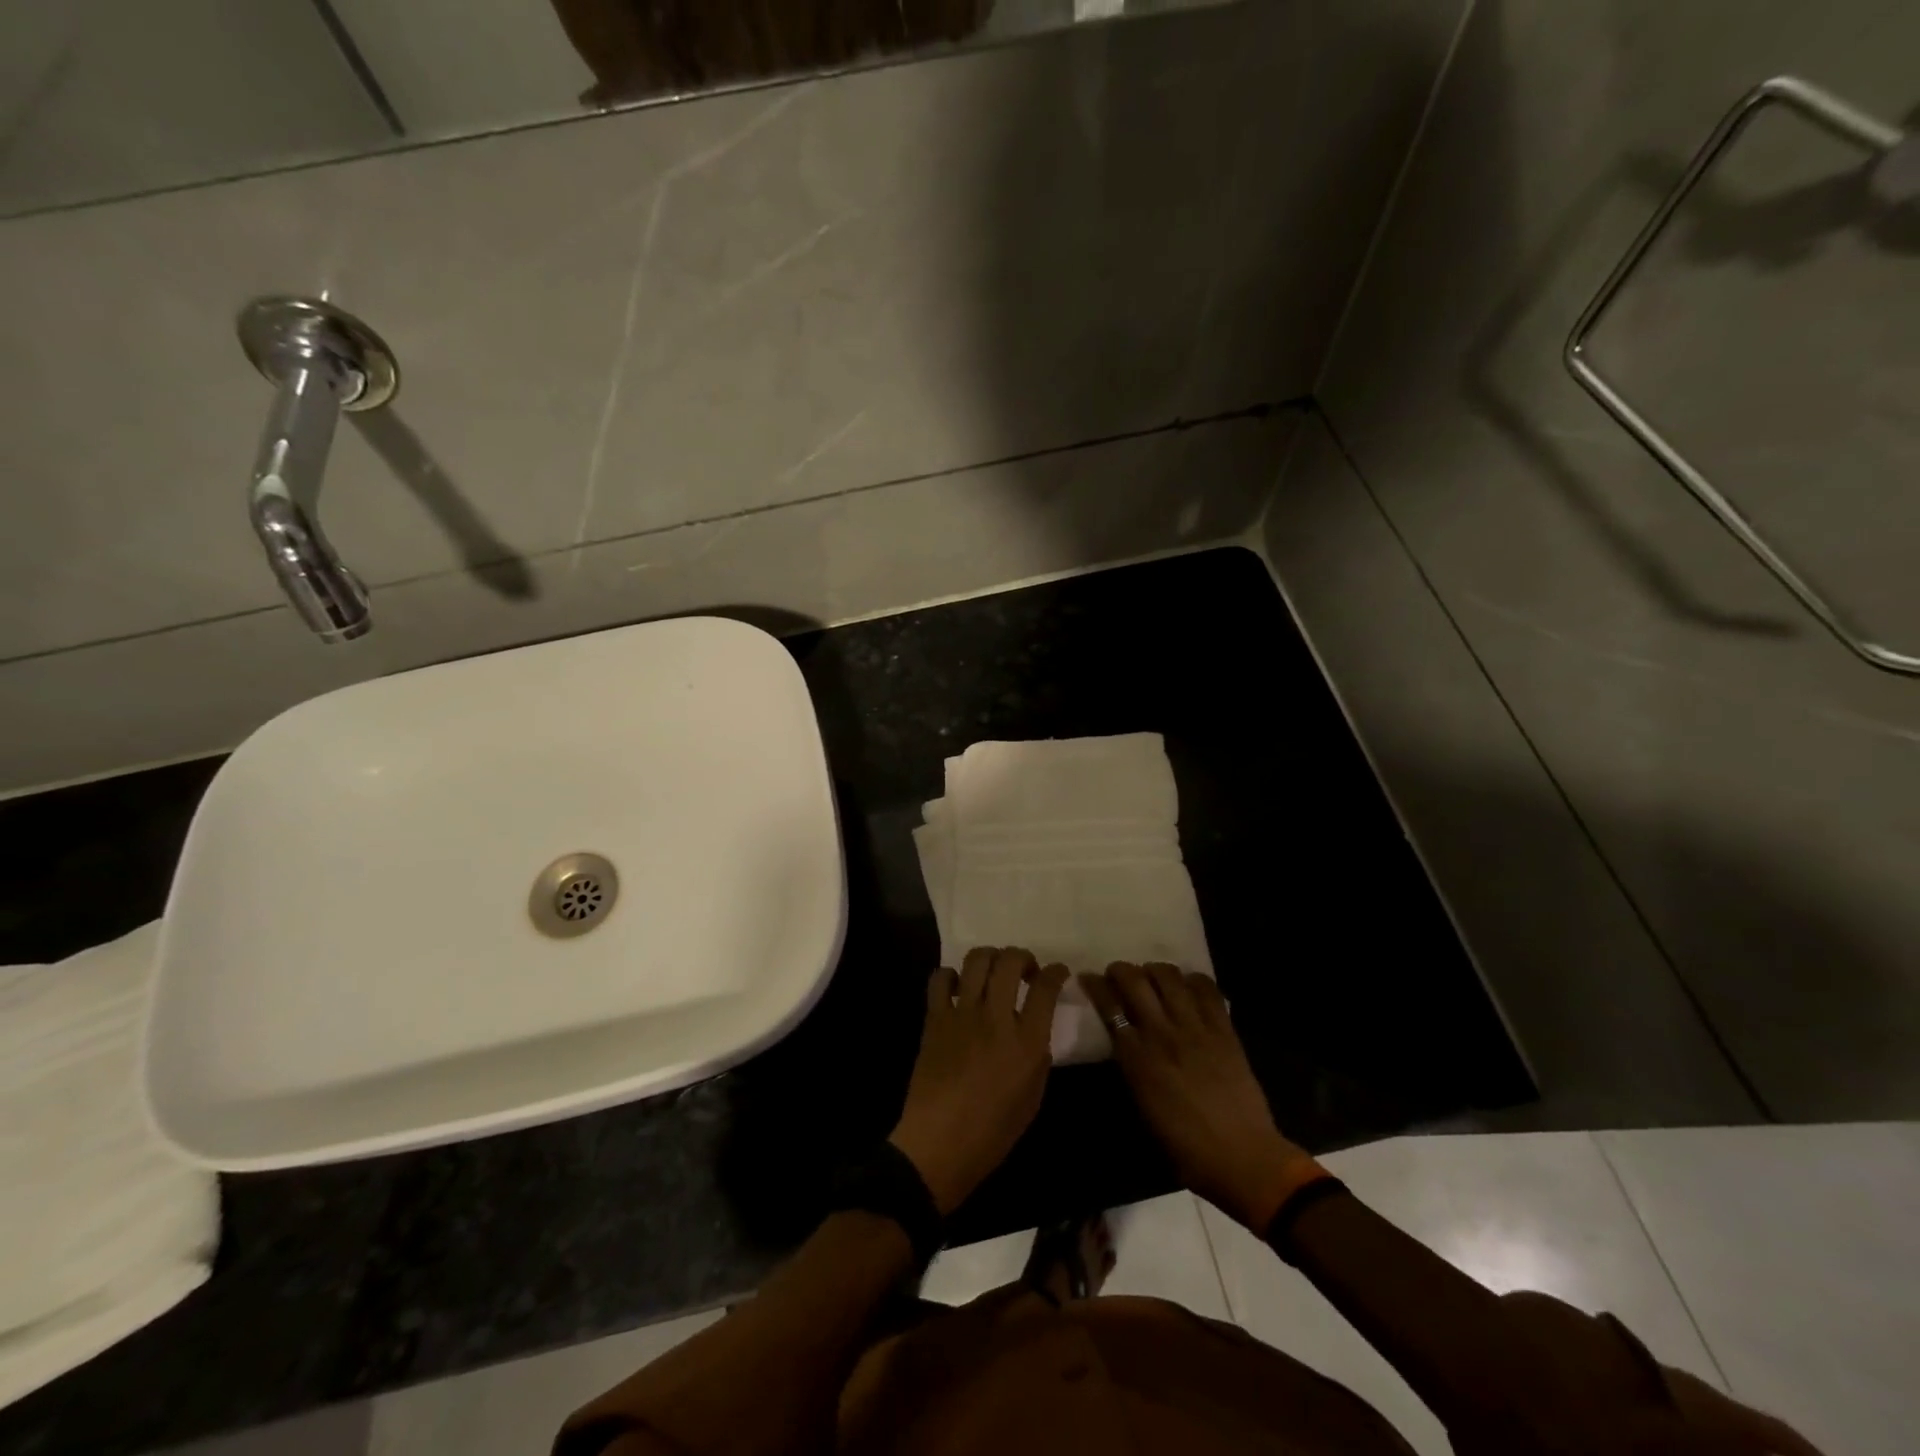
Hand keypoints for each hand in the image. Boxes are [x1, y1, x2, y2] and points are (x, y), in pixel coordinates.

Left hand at [889, 947, 1068, 1215]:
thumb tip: (1033, 1028)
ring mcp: (962, 1014)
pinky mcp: (935, 1018)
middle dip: (1023, 957)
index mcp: (1027, 1042)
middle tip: (1026, 971)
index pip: (1046, 988)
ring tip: (994, 972)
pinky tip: (958, 990)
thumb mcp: (1033, 1096)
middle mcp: (996, 1019)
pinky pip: (941, 979)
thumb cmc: (992, 1132)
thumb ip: (1037, 1055)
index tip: (1058, 972)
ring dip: (991, 958)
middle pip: (1010, 962)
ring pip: (977, 960)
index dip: (1056, 972)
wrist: (938, 1145)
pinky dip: (952, 976)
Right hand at [1082, 962, 1315, 1231]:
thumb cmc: (1187, 1149)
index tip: (1089, 978)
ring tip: (1154, 977)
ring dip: (1155, 970)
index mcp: (1137, 1059)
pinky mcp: (1224, 1030)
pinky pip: (1207, 990)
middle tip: (1119, 974)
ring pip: (1169, 976)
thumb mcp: (1144, 1109)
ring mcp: (1196, 1028)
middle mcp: (1162, 1034)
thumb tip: (1126, 1044)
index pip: (1109, 1007)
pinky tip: (1189, 987)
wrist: (1244, 1159)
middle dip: (1121, 970)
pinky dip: (1194, 980)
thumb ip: (1132, 1069)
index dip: (1095, 986)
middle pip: (1134, 981)